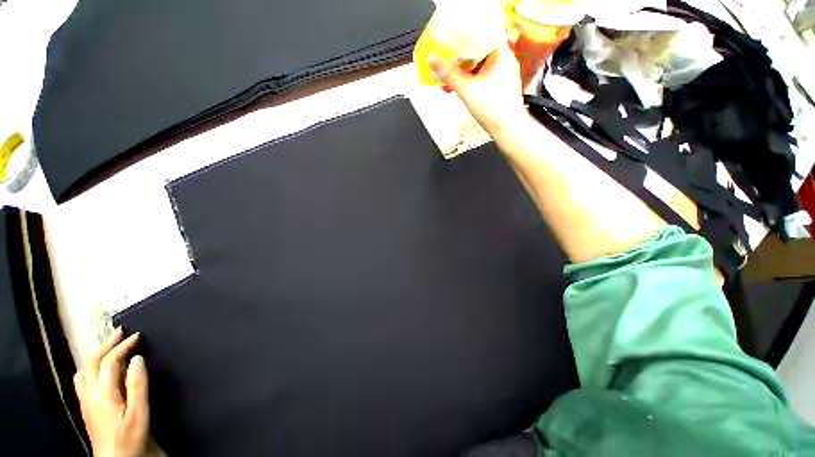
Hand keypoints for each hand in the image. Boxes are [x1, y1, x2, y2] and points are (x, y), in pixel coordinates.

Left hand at [74, 329, 148, 456]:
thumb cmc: (130, 437)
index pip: (109, 361)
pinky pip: (82, 381)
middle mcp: (89, 393)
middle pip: (91, 361)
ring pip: (84, 370)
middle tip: (120, 332)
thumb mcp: (139, 412)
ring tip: (109, 347)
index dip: (122, 346)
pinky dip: (90, 368)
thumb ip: (137, 385)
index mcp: (103, 394)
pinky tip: (97, 371)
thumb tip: (137, 359)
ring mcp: (85, 401)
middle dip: (106, 344)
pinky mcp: (86, 407)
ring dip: (96, 354)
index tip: (137, 336)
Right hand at [430, 43, 527, 136]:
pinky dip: (469, 80)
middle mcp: (504, 59)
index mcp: (500, 52)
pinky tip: (458, 87)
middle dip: (458, 60)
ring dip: (462, 72)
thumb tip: (434, 61)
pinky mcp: (499, 84)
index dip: (461, 39)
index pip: (478, 35)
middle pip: (476, 51)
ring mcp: (502, 72)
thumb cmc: (495, 110)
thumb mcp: (467, 90)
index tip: (448, 44)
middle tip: (444, 64)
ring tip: (447, 79)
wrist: (507, 129)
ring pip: (478, 65)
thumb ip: (449, 74)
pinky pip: (481, 76)